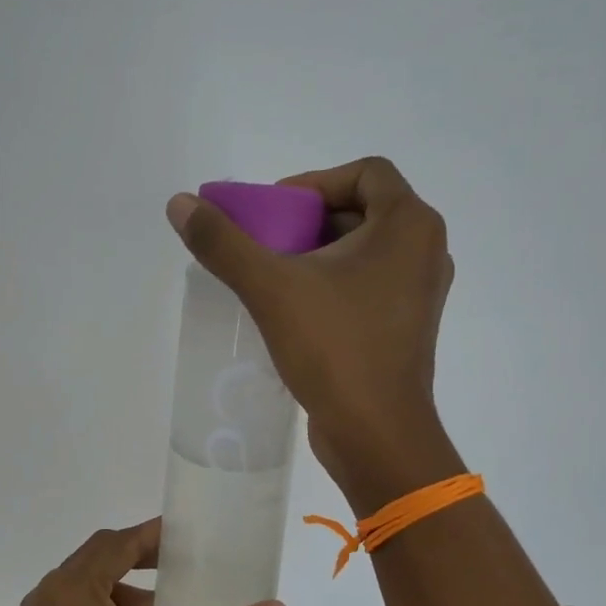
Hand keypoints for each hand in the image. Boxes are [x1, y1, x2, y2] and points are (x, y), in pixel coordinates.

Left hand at [11, 519, 285, 605]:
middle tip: (183, 562)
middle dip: (140, 558)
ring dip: (125, 587)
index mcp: (71, 589)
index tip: (188, 536)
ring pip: (86, 588)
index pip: (116, 543)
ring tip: (165, 605)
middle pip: (98, 559)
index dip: (153, 535)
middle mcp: (47, 597)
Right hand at [166, 157, 456, 497]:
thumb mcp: (271, 288)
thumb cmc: (335, 349)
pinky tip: (293, 310)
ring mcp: (419, 292)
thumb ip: (224, 242)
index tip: (273, 211)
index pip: (364, 172)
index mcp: (410, 226)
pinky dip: (330, 284)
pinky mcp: (405, 326)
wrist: (376, 433)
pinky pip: (366, 285)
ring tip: (272, 277)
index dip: (314, 183)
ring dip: (316, 254)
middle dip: (307, 221)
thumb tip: (180, 203)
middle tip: (264, 243)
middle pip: (361, 211)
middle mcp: (425, 251)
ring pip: (363, 251)